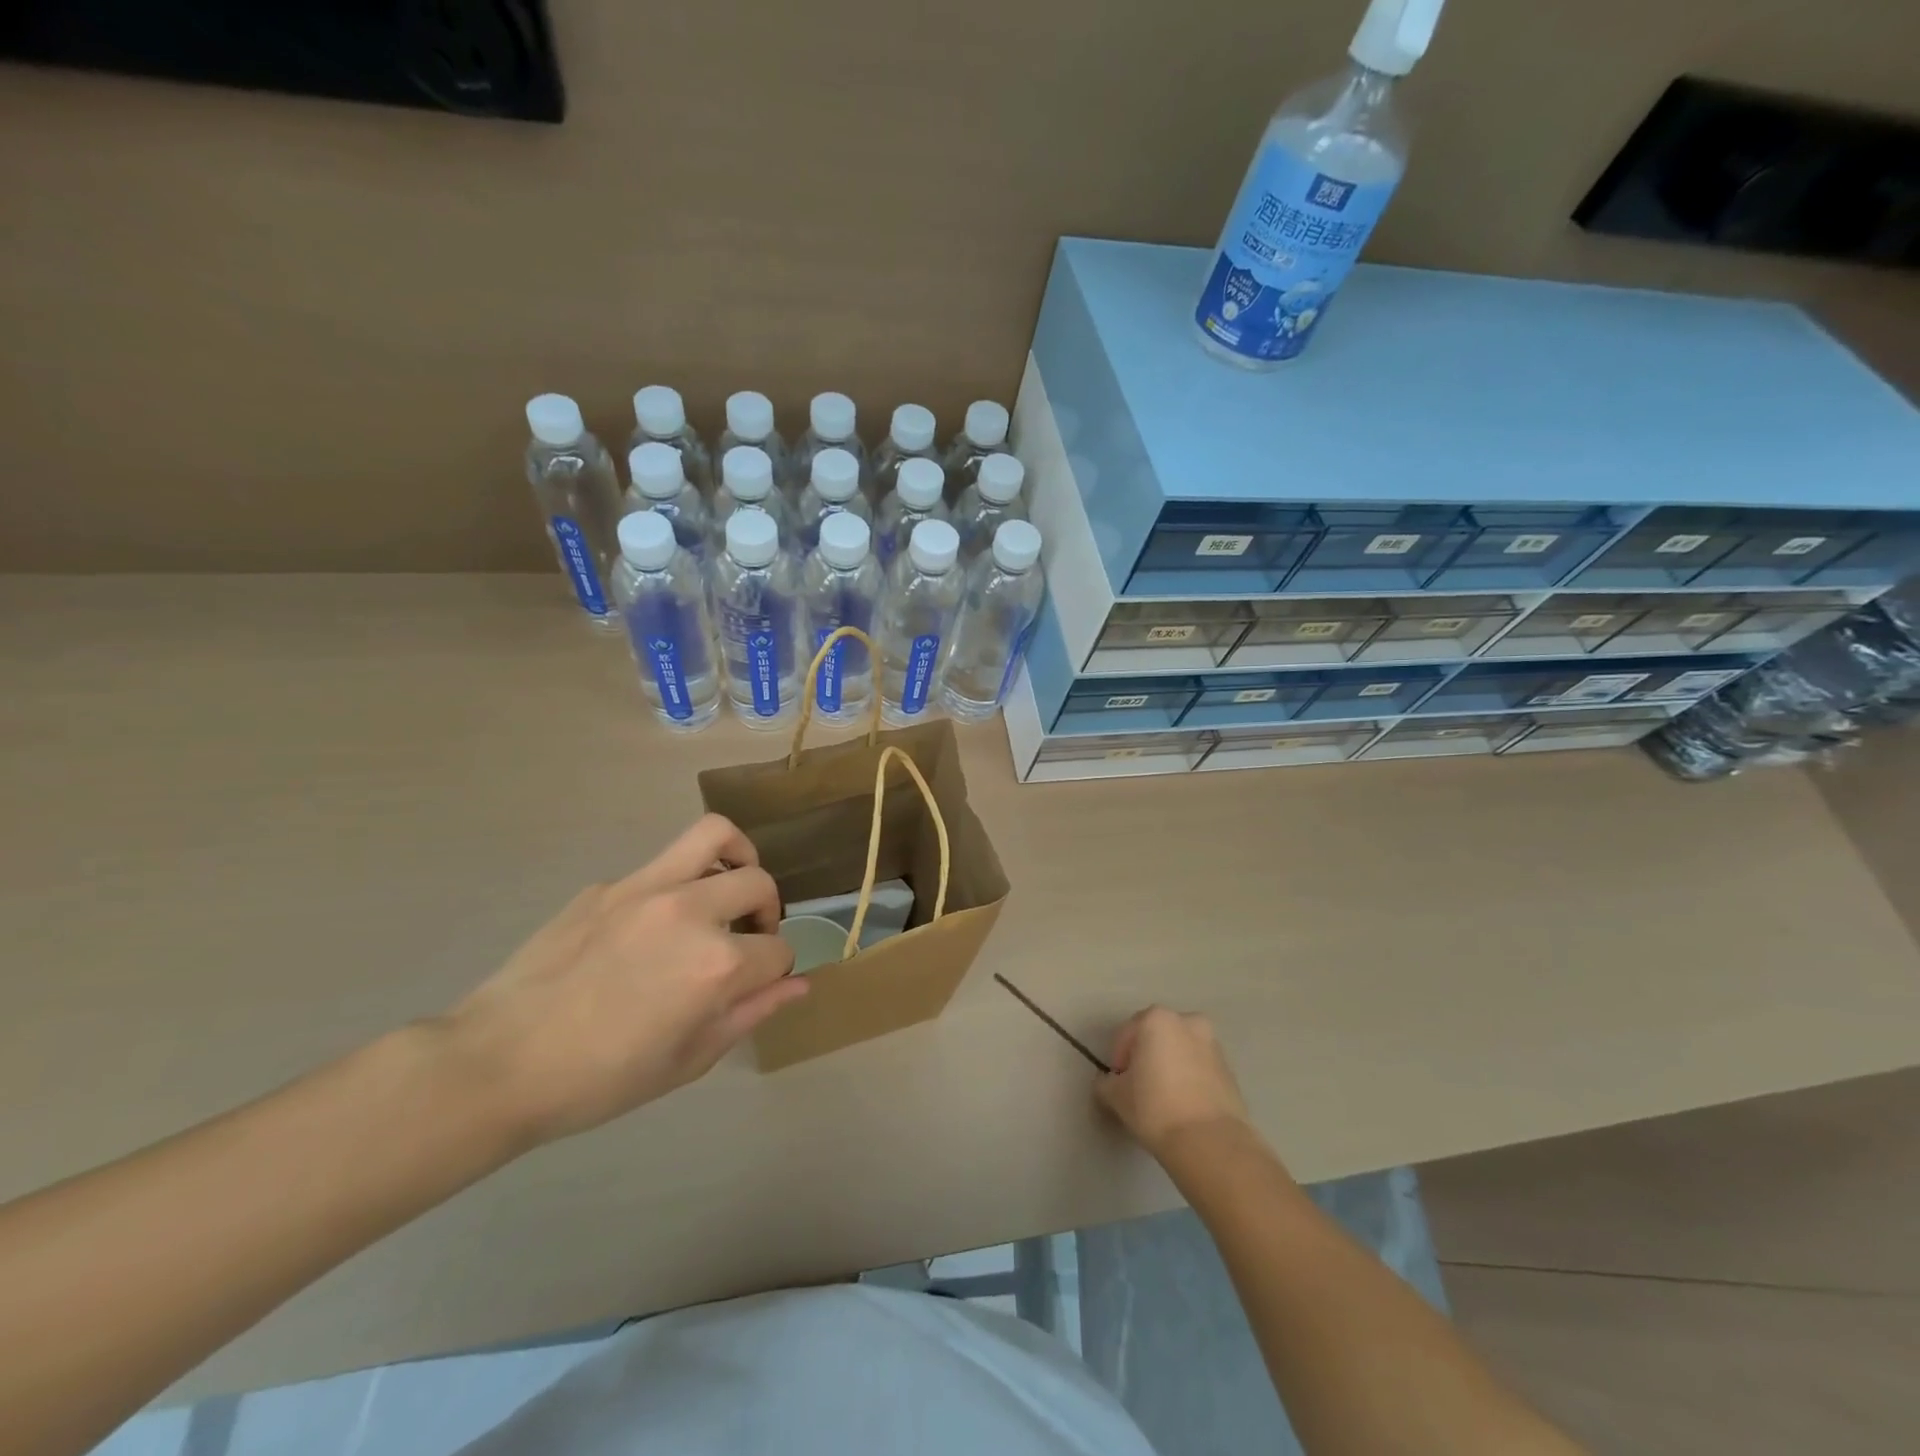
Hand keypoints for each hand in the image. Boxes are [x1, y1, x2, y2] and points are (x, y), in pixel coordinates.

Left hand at [441, 815, 804, 1144]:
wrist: (497, 1064)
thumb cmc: (600, 1079)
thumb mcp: (688, 1060)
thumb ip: (751, 1013)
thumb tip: (799, 985)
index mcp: (716, 965)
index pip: (778, 950)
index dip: (776, 971)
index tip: (757, 986)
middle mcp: (689, 911)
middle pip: (758, 884)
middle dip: (768, 911)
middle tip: (748, 937)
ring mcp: (645, 888)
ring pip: (716, 835)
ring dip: (738, 856)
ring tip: (728, 885)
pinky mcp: (608, 885)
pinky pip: (661, 866)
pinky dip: (678, 883)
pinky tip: (651, 926)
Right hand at [1095, 1007, 1251, 1159]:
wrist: (1211, 1143)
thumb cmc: (1155, 1109)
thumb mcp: (1115, 1096)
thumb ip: (1105, 1082)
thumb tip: (1109, 1082)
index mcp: (1157, 1019)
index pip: (1126, 1035)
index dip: (1118, 1060)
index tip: (1117, 1085)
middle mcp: (1187, 1022)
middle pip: (1156, 1037)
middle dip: (1146, 1058)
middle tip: (1138, 1088)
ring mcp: (1213, 1045)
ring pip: (1180, 1051)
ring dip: (1169, 1067)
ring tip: (1163, 1099)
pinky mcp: (1230, 1070)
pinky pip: (1200, 1069)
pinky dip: (1189, 1079)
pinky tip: (1183, 1106)